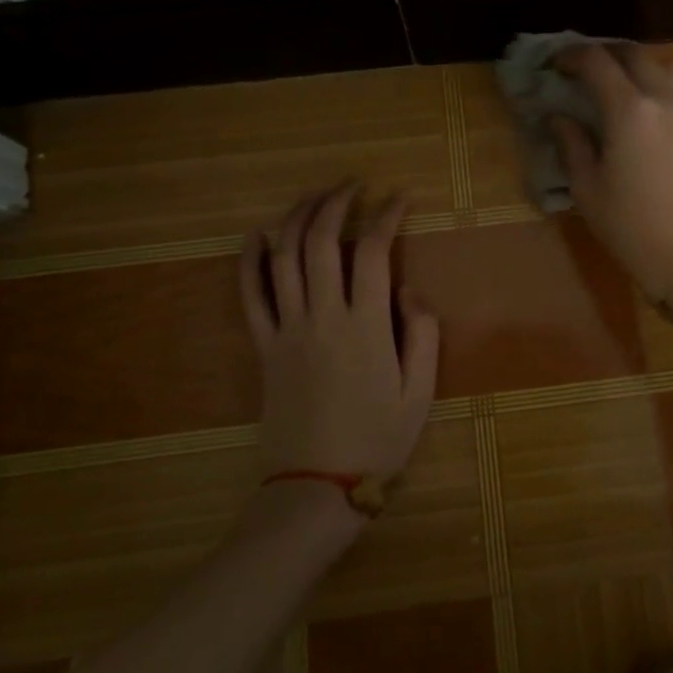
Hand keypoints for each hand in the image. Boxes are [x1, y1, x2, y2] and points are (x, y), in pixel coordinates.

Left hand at [241, 185, 439, 488]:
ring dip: (296, 219)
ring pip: (283, 258)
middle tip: (352, 185)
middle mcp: (323, 317)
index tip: (398, 198)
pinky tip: (256, 236)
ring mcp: (287, 330)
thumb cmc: (377, 440)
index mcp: (366, 327)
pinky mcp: (264, 348)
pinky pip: (250, 297)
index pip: (374, 252)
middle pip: (321, 242)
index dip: (386, 216)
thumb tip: (409, 289)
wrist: (316, 486)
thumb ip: (423, 334)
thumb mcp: (420, 392)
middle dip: (336, 203)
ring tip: (313, 197)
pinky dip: (250, 261)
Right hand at [552, 44, 672, 299]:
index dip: (571, 56)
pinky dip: (655, 80)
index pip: (597, 61)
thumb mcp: (587, 186)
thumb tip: (559, 117)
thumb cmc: (628, 224)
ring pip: (661, 64)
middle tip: (580, 69)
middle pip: (632, 54)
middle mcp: (660, 98)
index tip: (554, 66)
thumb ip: (572, 143)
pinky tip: (638, 106)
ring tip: (613, 83)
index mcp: (628, 109)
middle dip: (603, 54)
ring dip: (634, 64)